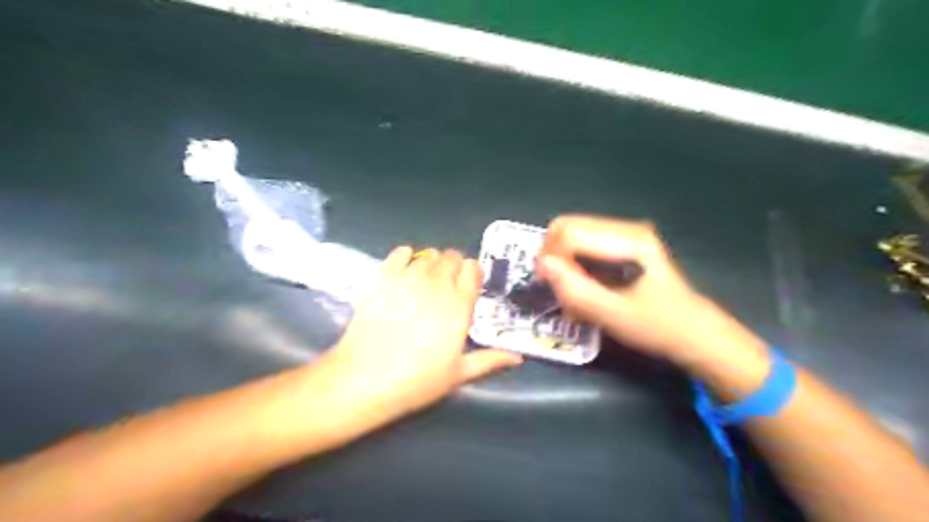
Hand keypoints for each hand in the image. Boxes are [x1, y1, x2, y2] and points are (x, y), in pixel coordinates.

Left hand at [324, 248, 520, 422]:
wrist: (366, 379)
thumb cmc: (417, 380)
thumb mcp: (458, 374)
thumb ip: (490, 360)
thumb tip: (518, 358)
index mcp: (460, 304)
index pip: (473, 269)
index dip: (472, 274)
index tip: (467, 287)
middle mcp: (437, 284)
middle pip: (452, 257)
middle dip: (453, 267)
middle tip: (445, 287)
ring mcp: (409, 277)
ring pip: (428, 254)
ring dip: (431, 263)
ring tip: (424, 282)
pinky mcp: (383, 276)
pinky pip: (400, 252)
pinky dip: (406, 257)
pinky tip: (404, 272)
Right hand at [533, 212, 765, 370]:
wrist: (691, 331)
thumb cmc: (655, 325)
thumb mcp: (611, 314)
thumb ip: (574, 290)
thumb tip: (542, 266)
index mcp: (627, 240)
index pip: (569, 233)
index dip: (550, 257)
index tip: (547, 285)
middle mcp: (625, 228)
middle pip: (567, 227)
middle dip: (554, 256)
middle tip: (556, 287)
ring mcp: (625, 233)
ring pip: (572, 234)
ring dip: (563, 262)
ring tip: (572, 292)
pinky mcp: (623, 243)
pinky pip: (584, 243)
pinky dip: (575, 263)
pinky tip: (584, 286)